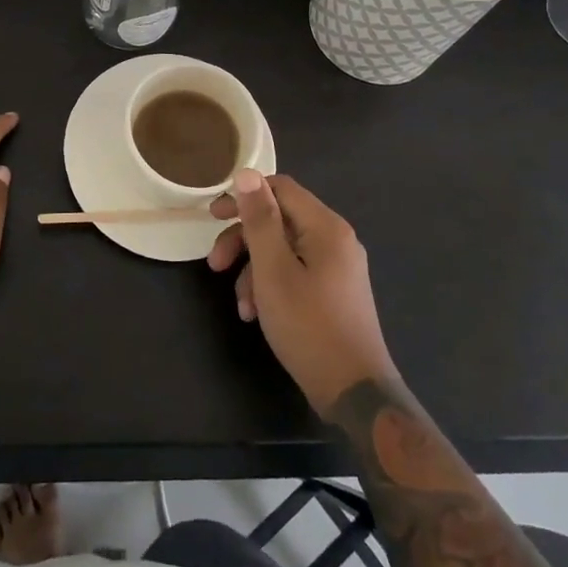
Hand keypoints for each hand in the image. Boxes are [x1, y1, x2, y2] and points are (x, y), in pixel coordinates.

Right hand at [208, 170, 396, 413]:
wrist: (355, 393)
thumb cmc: (309, 326)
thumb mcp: (273, 271)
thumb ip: (259, 220)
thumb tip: (247, 173)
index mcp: (326, 227)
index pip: (281, 188)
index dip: (244, 195)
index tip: (212, 216)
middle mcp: (336, 240)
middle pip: (280, 220)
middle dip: (243, 240)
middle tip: (215, 264)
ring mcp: (338, 268)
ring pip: (284, 250)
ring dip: (254, 270)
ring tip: (239, 305)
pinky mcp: (334, 292)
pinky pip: (295, 273)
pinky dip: (272, 287)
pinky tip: (256, 315)